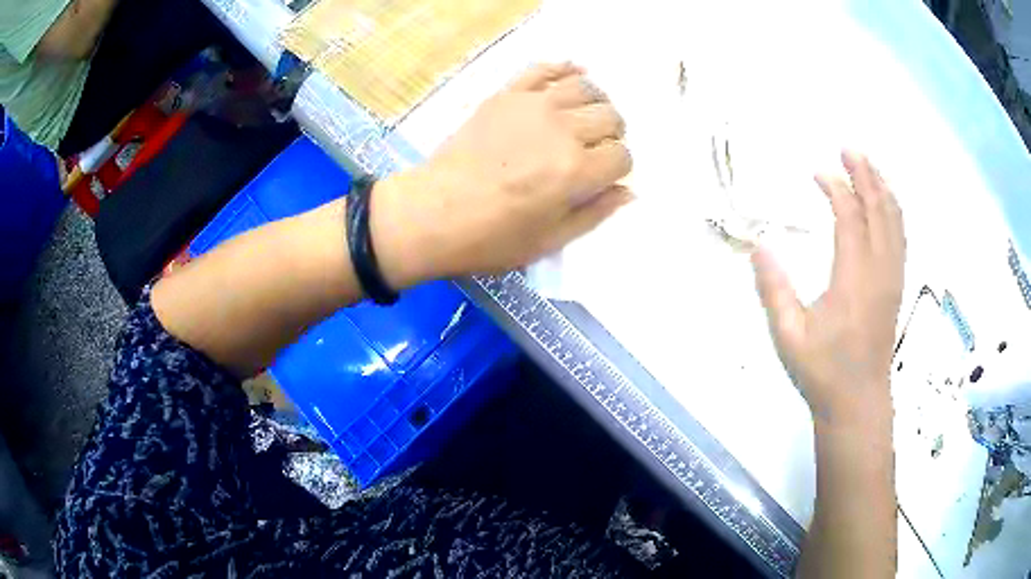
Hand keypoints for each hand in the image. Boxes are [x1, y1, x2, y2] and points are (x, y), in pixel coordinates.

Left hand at [372, 62, 633, 287]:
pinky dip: (564, 69)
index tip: (603, 177)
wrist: (432, 213)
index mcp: (576, 171)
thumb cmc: (491, 237)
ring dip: (595, 103)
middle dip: (612, 135)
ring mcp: (532, 106)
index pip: (622, 156)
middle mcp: (562, 130)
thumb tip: (628, 193)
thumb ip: (595, 214)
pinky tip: (573, 75)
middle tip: (595, 149)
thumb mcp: (550, 241)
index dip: (618, 168)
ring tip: (585, 119)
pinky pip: (544, 69)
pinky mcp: (505, 95)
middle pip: (610, 117)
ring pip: (586, 88)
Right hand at [752, 151, 905, 427]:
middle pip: (879, 209)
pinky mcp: (897, 286)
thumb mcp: (789, 336)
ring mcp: (893, 278)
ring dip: (882, 187)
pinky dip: (894, 211)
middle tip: (848, 148)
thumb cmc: (823, 372)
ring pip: (895, 220)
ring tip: (868, 165)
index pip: (850, 217)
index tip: (818, 173)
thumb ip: (774, 290)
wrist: (858, 402)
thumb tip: (759, 246)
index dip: (836, 188)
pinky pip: (900, 237)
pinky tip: (886, 202)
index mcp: (853, 279)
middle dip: (865, 174)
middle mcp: (879, 270)